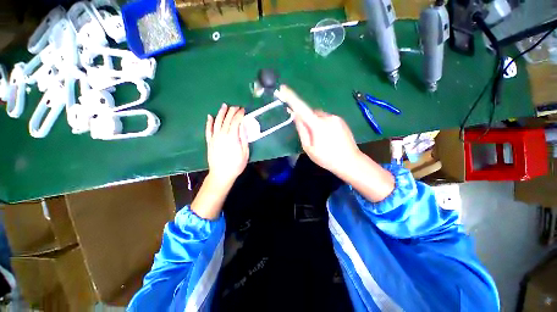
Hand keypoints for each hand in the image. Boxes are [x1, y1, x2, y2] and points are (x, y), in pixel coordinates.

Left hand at [205, 104, 248, 185]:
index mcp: (232, 137)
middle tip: (237, 106)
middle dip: (232, 111)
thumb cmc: (236, 165)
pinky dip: (209, 122)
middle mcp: (222, 134)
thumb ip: (244, 138)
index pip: (236, 121)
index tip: (243, 110)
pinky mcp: (209, 141)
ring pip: (217, 122)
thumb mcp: (245, 153)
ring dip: (221, 113)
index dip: (240, 114)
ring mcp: (214, 137)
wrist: (221, 174)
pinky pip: (208, 130)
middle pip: (227, 119)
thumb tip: (243, 126)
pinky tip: (210, 116)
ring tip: (224, 106)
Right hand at [276, 85, 359, 174]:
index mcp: (318, 125)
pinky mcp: (341, 120)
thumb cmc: (327, 158)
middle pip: (311, 112)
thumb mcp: (309, 148)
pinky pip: (327, 118)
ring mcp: (336, 117)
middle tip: (309, 135)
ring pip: (319, 116)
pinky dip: (322, 124)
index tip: (283, 88)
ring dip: (315, 122)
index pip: (302, 108)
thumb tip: (296, 116)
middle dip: (306, 120)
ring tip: (320, 138)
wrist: (350, 162)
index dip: (292, 98)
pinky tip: (327, 136)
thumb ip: (302, 130)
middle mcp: (328, 117)